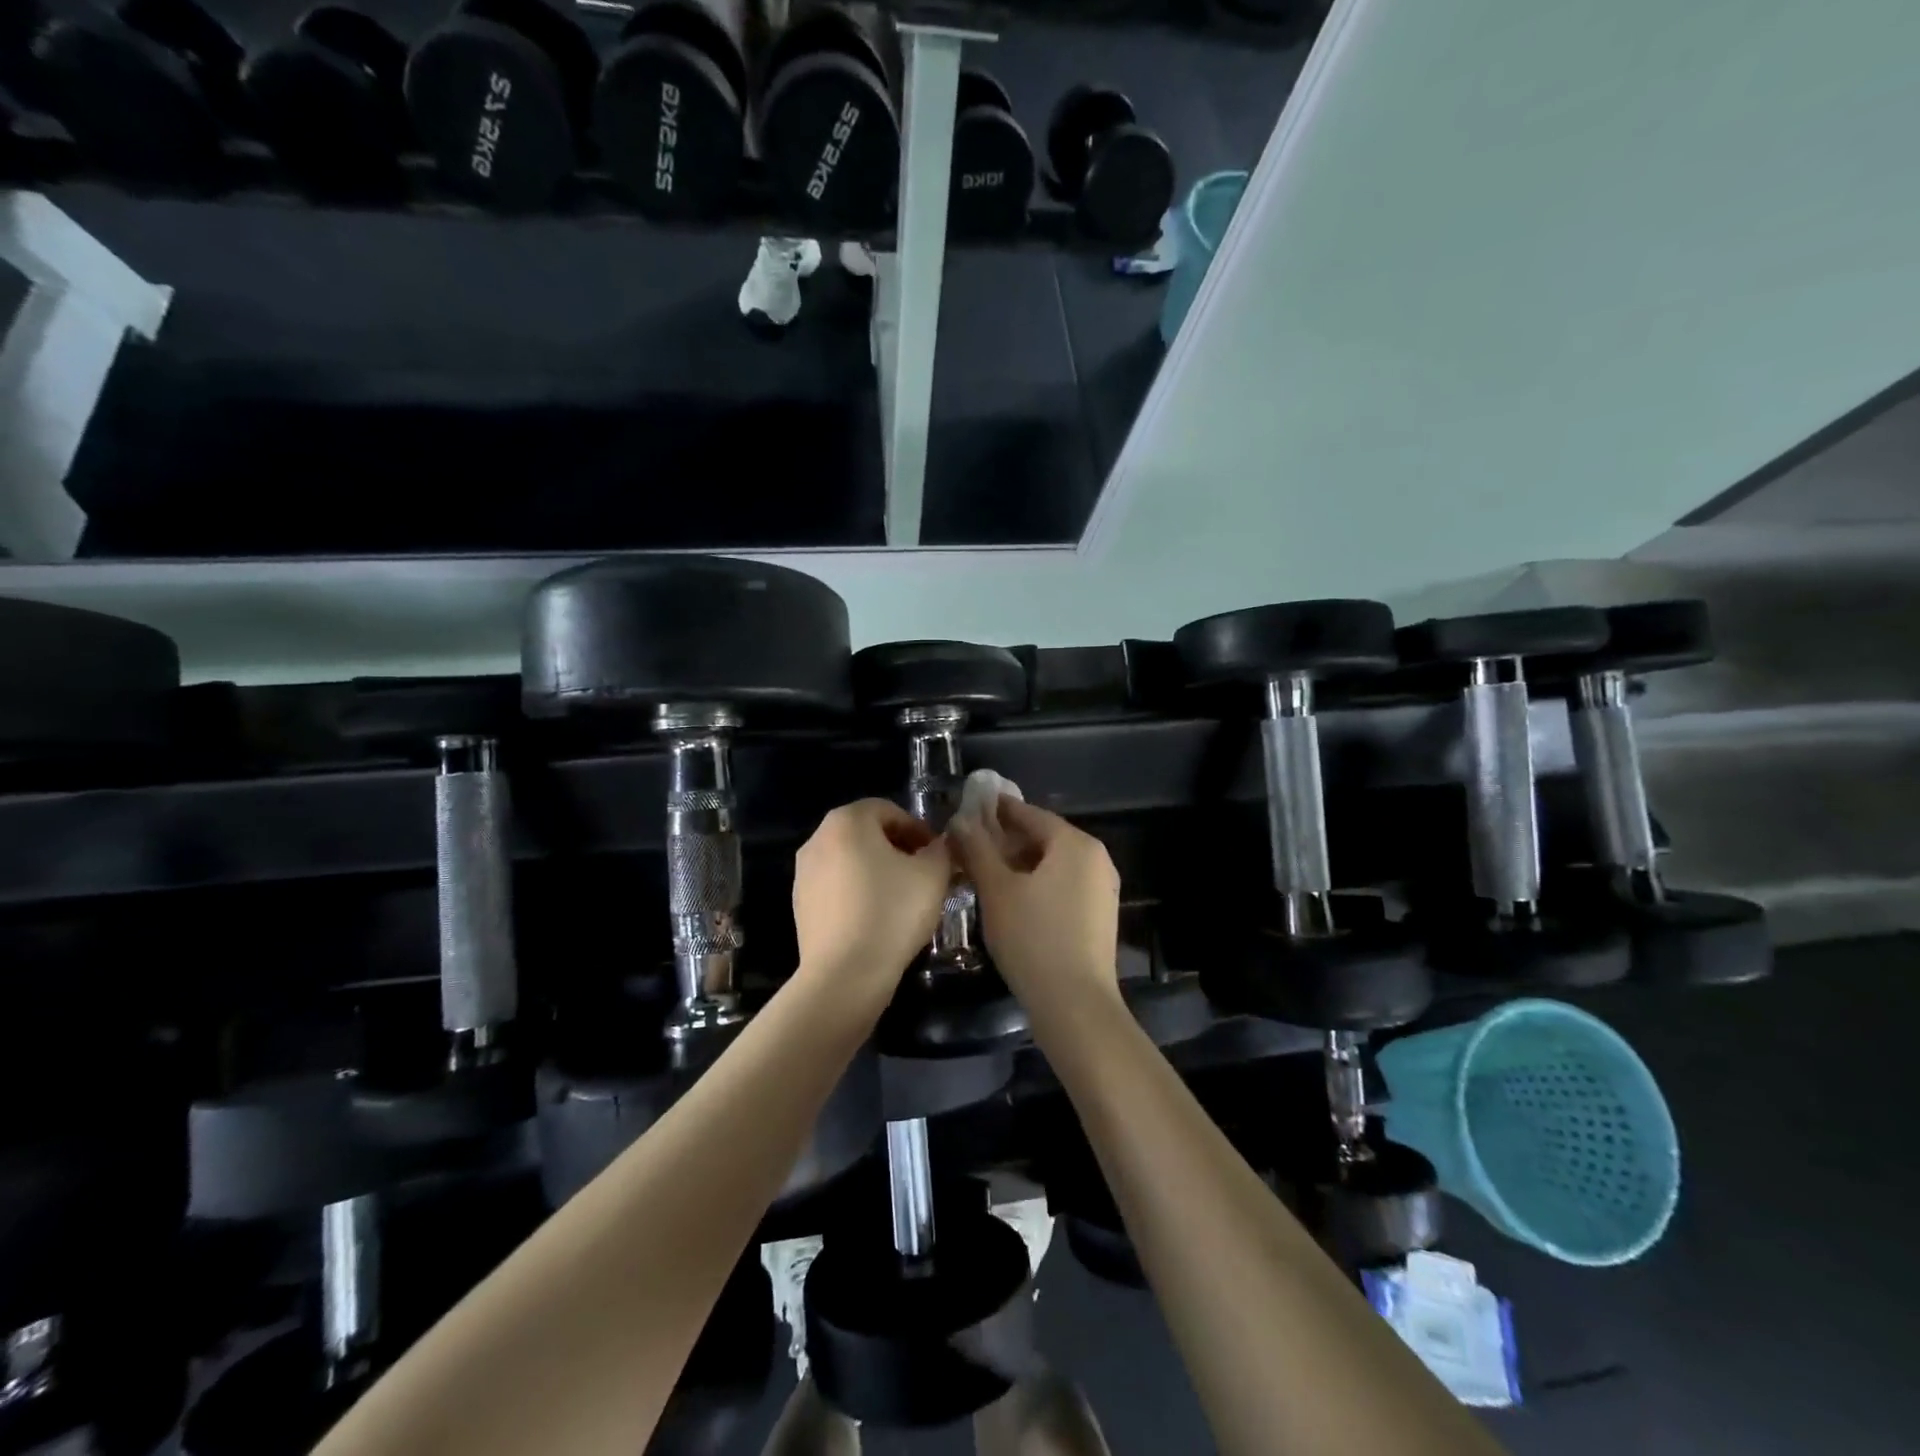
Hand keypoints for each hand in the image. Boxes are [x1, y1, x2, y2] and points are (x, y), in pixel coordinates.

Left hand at [793, 799, 953, 1003]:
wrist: (845, 975)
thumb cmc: (892, 913)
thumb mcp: (933, 875)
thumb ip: (940, 850)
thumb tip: (936, 846)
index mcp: (847, 821)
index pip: (888, 810)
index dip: (917, 829)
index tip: (937, 854)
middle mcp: (818, 839)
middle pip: (866, 833)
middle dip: (898, 848)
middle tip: (924, 874)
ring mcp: (803, 873)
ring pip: (850, 860)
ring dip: (878, 870)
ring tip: (903, 898)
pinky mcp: (800, 905)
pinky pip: (836, 887)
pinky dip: (858, 892)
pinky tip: (878, 918)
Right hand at [948, 796, 1121, 1017]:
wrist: (1075, 1004)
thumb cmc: (1032, 938)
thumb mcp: (996, 890)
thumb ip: (977, 849)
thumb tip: (960, 820)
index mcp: (1075, 843)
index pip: (1030, 814)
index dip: (998, 810)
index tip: (971, 808)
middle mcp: (1096, 858)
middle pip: (1045, 837)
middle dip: (1007, 839)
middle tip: (972, 845)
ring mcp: (1102, 888)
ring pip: (1054, 863)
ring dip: (1021, 863)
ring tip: (986, 873)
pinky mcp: (1100, 915)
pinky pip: (1064, 885)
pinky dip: (1038, 883)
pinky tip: (1013, 900)